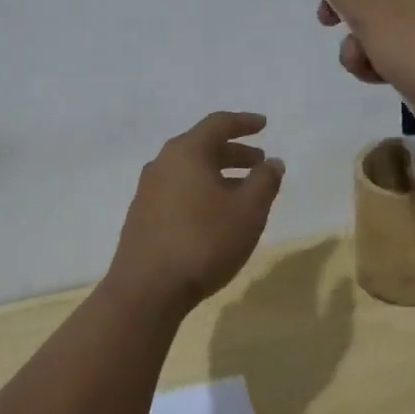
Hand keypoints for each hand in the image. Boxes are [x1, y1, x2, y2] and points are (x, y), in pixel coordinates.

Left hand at [108, 111, 284, 314]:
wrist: (146, 291)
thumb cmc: (204, 241)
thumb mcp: (248, 211)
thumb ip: (265, 181)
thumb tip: (272, 162)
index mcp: (186, 152)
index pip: (218, 123)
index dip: (244, 122)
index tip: (263, 125)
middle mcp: (163, 163)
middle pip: (203, 147)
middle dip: (234, 153)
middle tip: (259, 162)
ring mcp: (148, 191)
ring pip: (190, 171)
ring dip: (218, 175)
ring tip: (242, 192)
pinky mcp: (142, 216)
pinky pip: (178, 191)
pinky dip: (201, 192)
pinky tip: (215, 215)